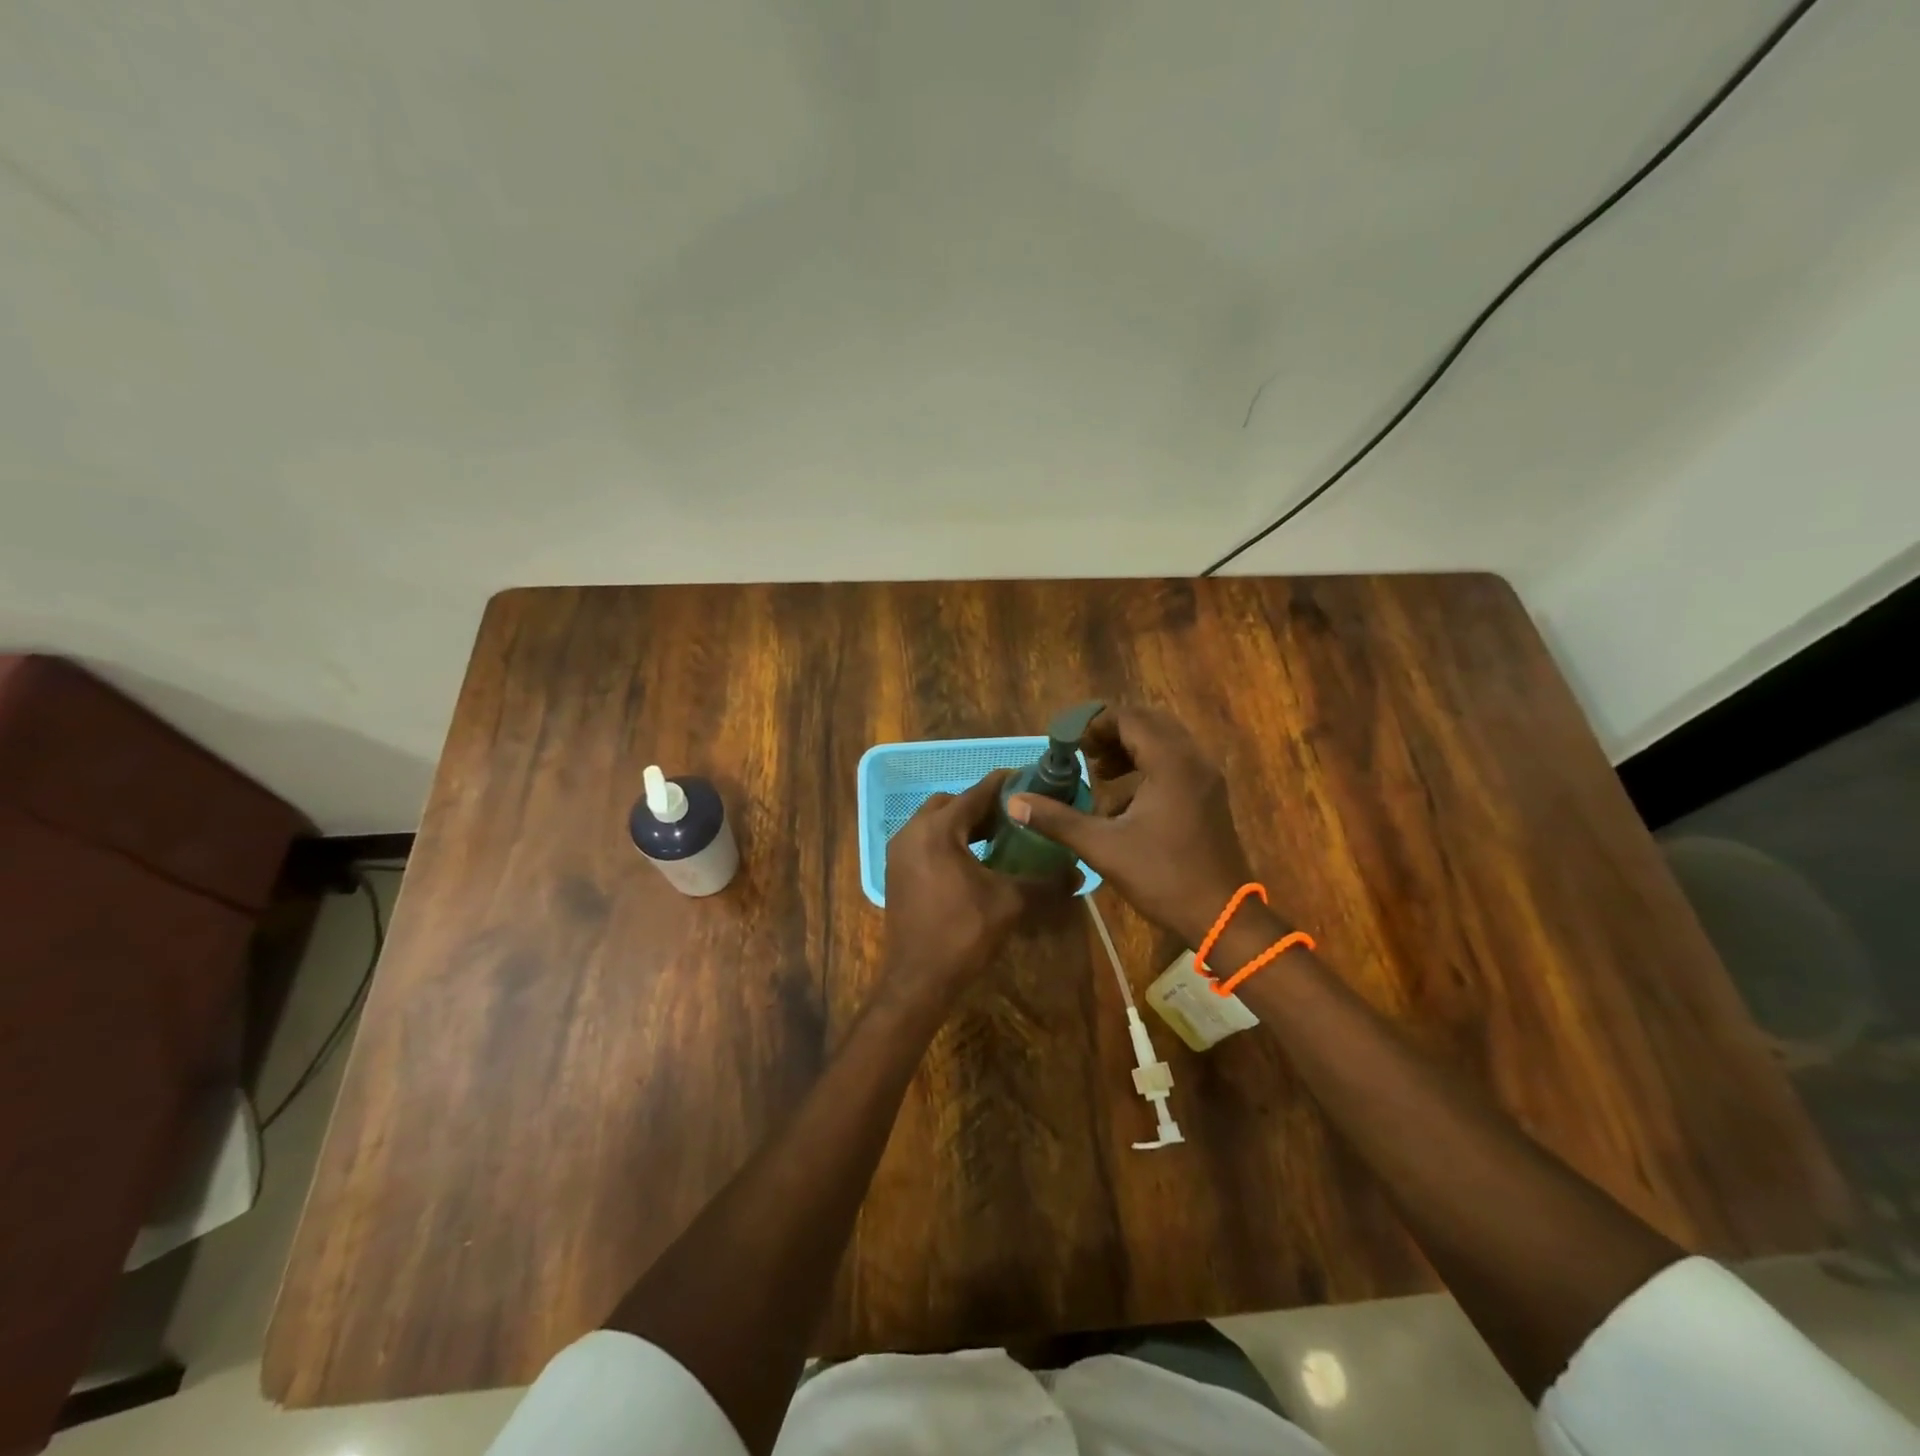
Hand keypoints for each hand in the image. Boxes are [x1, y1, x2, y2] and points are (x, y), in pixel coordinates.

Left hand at [883, 770, 1057, 1005]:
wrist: (918, 979)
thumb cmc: (963, 933)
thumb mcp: (1010, 903)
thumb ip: (1045, 882)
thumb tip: (1080, 873)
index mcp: (938, 830)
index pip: (976, 793)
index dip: (1005, 785)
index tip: (1030, 780)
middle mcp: (912, 831)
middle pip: (951, 803)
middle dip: (981, 805)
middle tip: (1013, 814)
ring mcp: (899, 852)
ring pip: (935, 822)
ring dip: (963, 824)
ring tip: (997, 836)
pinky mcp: (896, 872)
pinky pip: (924, 841)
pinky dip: (947, 841)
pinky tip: (972, 860)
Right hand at [1009, 705, 1258, 947]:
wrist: (1221, 915)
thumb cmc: (1163, 876)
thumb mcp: (1103, 847)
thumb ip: (1057, 820)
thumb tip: (1014, 803)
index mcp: (1170, 763)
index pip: (1129, 719)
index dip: (1094, 724)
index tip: (1067, 743)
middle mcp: (1193, 760)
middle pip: (1148, 723)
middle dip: (1111, 732)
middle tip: (1082, 752)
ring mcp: (1206, 777)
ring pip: (1164, 741)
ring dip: (1129, 748)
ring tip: (1099, 772)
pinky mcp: (1209, 795)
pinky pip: (1176, 762)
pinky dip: (1147, 765)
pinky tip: (1124, 800)